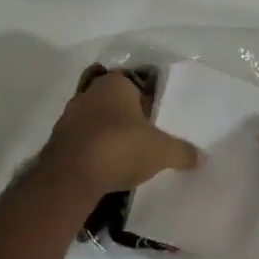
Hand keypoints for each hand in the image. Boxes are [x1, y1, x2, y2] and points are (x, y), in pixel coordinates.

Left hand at [42, 66, 200, 194]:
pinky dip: (93, 150)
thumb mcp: (161, 151)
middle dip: (126, 117)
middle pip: (113, 101)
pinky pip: (82, 140)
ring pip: (95, 120)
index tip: (155, 120)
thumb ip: (182, 151)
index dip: (146, 100)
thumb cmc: (121, 147)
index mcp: (114, 83)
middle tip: (144, 137)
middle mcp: (89, 92)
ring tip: (125, 155)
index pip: (134, 83)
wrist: (72, 176)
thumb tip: (201, 157)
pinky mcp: (57, 140)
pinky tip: (105, 167)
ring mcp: (69, 116)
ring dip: (108, 134)